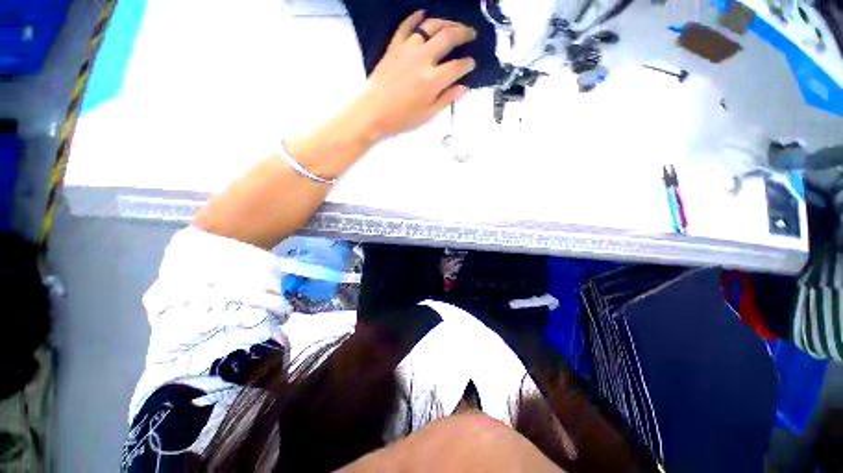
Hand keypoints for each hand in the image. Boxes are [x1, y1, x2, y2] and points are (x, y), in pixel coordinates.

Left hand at [352, 11, 477, 140]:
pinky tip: (423, 13)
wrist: (373, 113)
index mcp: (433, 80)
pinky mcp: (394, 47)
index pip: (457, 66)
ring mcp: (408, 49)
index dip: (468, 64)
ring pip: (430, 26)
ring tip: (453, 25)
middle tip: (471, 34)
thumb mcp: (428, 115)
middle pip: (448, 38)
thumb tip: (464, 88)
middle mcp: (423, 59)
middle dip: (463, 34)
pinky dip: (415, 17)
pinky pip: (406, 26)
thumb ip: (446, 99)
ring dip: (445, 23)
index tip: (472, 64)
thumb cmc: (401, 119)